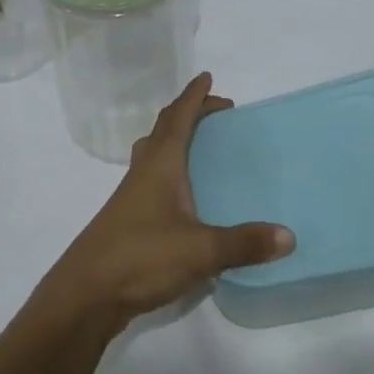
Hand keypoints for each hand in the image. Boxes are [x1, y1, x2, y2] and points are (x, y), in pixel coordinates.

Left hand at [44, 73, 293, 328]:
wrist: (84, 296)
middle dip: (189, 114)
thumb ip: (244, 243)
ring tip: (199, 148)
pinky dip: (170, 173)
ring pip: (153, 155)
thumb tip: (289, 236)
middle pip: (163, 130)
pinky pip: (151, 181)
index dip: (194, 97)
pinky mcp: (128, 222)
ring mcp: (131, 198)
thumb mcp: (200, 251)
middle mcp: (144, 173)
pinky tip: (184, 199)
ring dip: (174, 141)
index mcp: (160, 165)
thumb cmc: (140, 258)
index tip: (208, 77)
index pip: (178, 118)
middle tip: (215, 114)